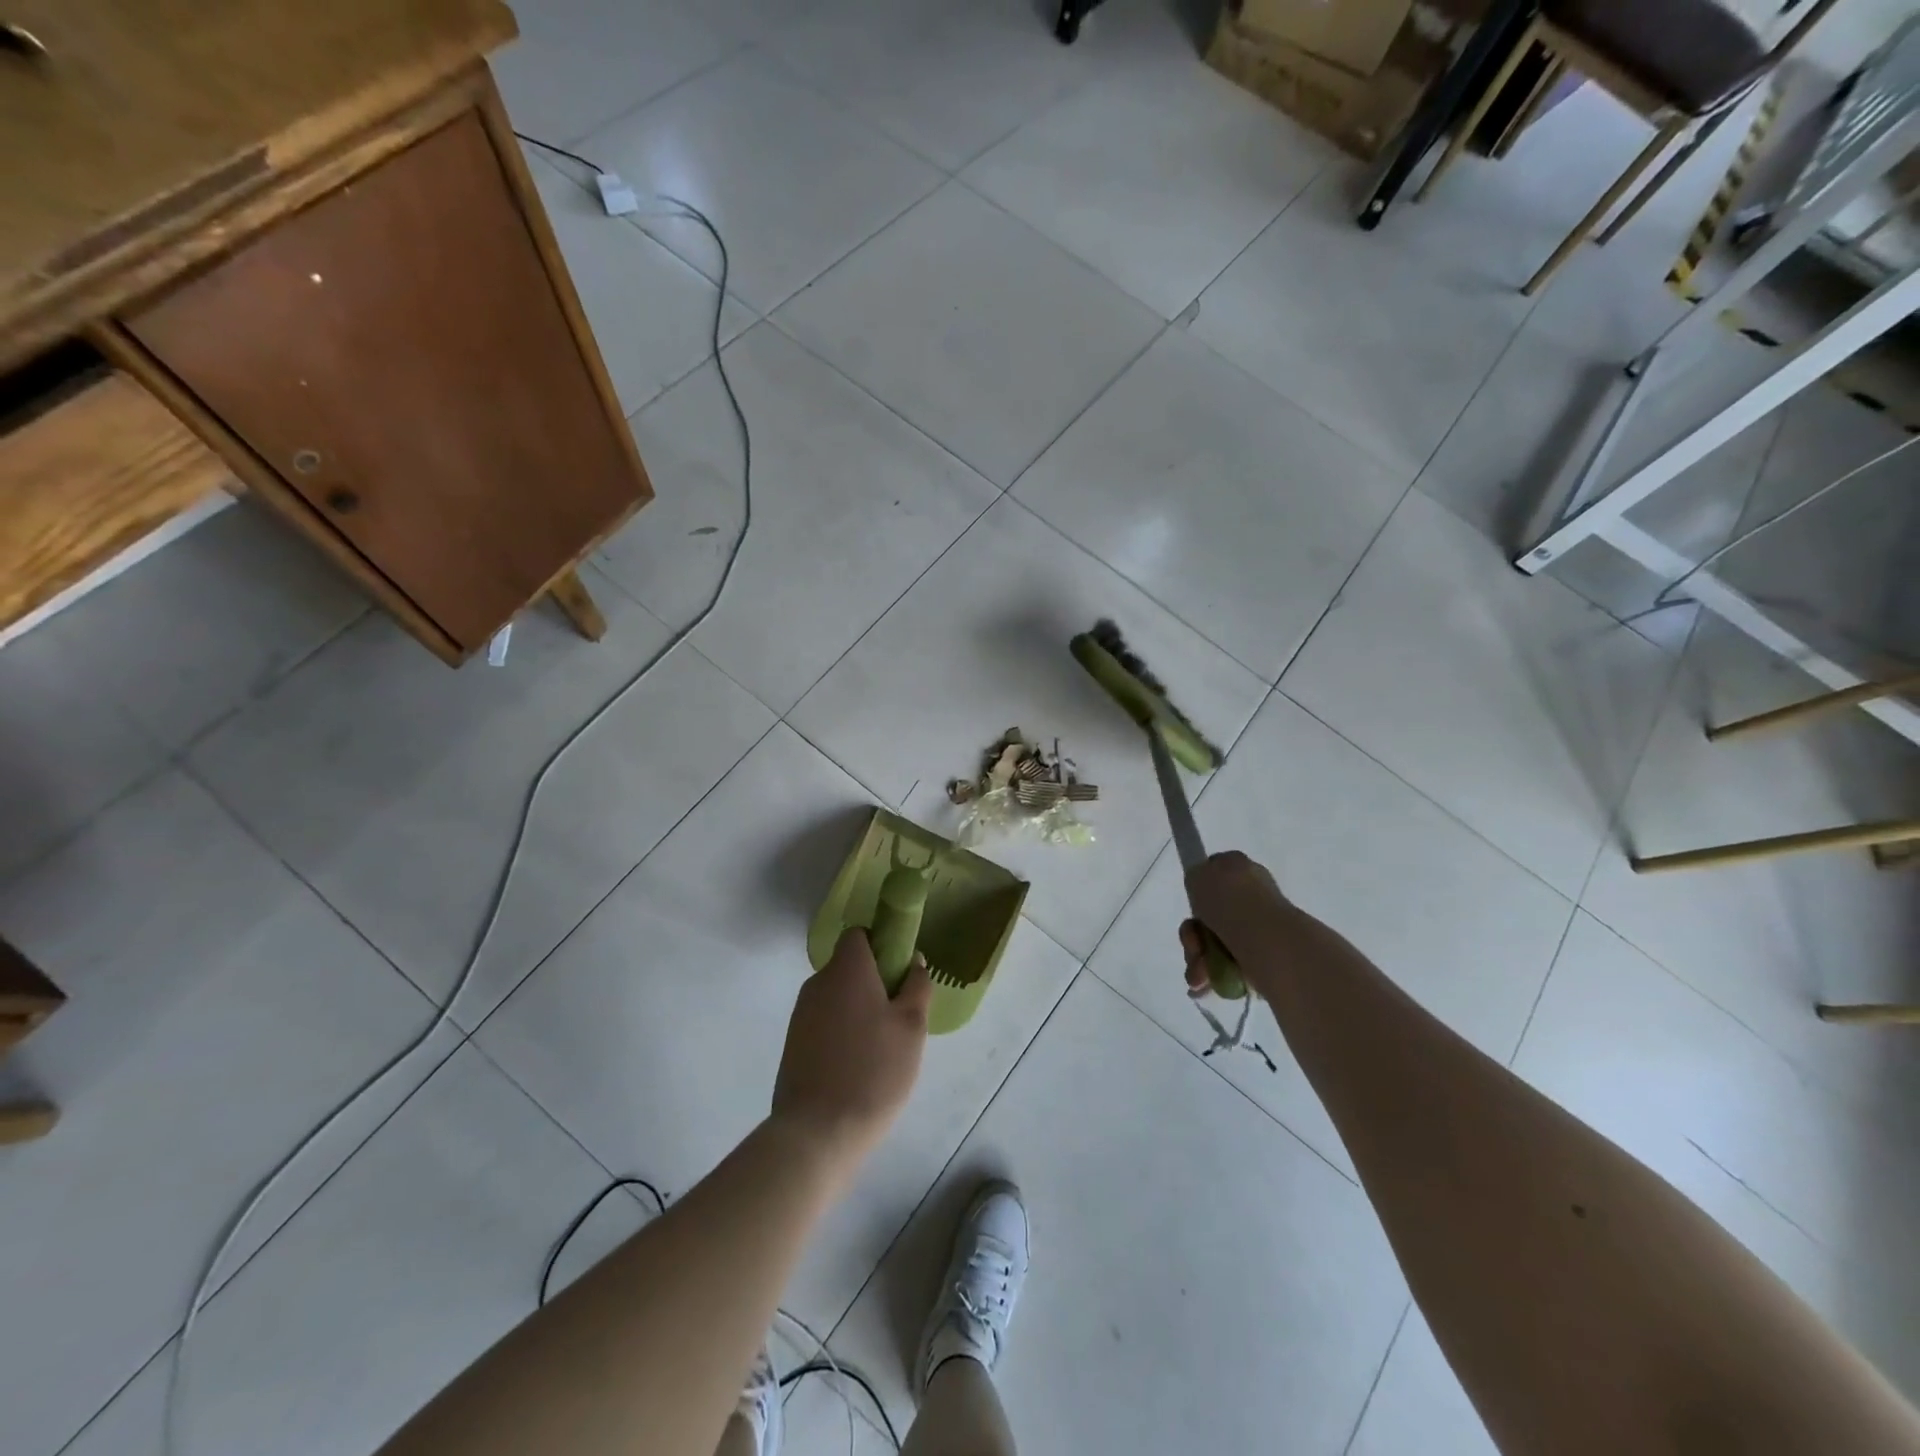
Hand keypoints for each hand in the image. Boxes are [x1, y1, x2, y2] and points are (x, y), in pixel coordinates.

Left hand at [772, 928, 931, 1178]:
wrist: (817, 1132)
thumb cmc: (874, 1071)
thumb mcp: (911, 1027)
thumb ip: (916, 986)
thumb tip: (914, 961)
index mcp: (847, 969)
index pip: (859, 935)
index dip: (881, 945)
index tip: (900, 972)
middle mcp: (818, 982)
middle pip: (848, 966)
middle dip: (873, 981)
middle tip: (899, 1015)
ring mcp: (801, 1013)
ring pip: (836, 996)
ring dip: (858, 1009)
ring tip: (881, 1046)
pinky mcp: (792, 1043)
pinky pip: (824, 1021)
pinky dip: (841, 1031)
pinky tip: (857, 1064)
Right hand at [1180, 850, 1291, 995]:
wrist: (1268, 941)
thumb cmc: (1231, 902)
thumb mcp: (1199, 875)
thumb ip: (1195, 877)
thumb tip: (1202, 889)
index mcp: (1241, 869)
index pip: (1213, 877)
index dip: (1197, 896)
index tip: (1193, 910)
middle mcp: (1254, 896)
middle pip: (1210, 917)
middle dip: (1194, 938)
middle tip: (1193, 949)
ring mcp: (1261, 928)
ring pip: (1217, 944)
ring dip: (1200, 960)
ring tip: (1199, 977)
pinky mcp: (1265, 957)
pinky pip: (1231, 966)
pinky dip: (1216, 977)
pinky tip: (1207, 986)